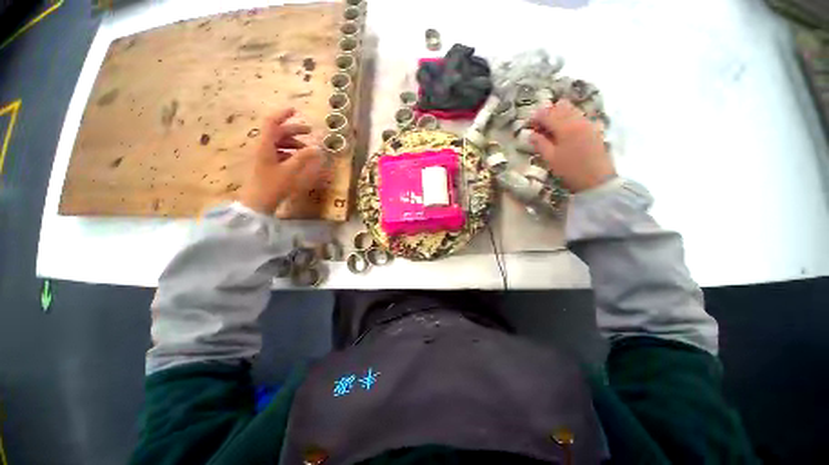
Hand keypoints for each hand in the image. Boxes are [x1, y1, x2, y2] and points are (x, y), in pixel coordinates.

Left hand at [239, 108, 323, 213]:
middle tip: (310, 131)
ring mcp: (264, 156)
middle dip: (294, 130)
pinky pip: (278, 152)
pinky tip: (298, 158)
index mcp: (265, 145)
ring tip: (307, 149)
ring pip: (279, 142)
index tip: (295, 110)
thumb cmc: (273, 185)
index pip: (272, 123)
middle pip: (277, 132)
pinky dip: (290, 152)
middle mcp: (263, 147)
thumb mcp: (290, 170)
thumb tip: (318, 148)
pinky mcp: (266, 164)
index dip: (283, 114)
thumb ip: (304, 157)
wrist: (258, 202)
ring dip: (293, 142)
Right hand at [530, 100, 614, 192]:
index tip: (529, 126)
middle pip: (560, 106)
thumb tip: (531, 134)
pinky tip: (563, 133)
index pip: (547, 113)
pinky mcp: (593, 128)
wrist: (596, 178)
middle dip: (547, 113)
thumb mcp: (550, 158)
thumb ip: (540, 143)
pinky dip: (568, 119)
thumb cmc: (570, 170)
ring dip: (558, 115)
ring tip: (550, 131)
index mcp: (565, 127)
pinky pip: (578, 116)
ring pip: (570, 109)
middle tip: (539, 128)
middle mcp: (577, 120)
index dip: (535, 117)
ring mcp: (587, 123)